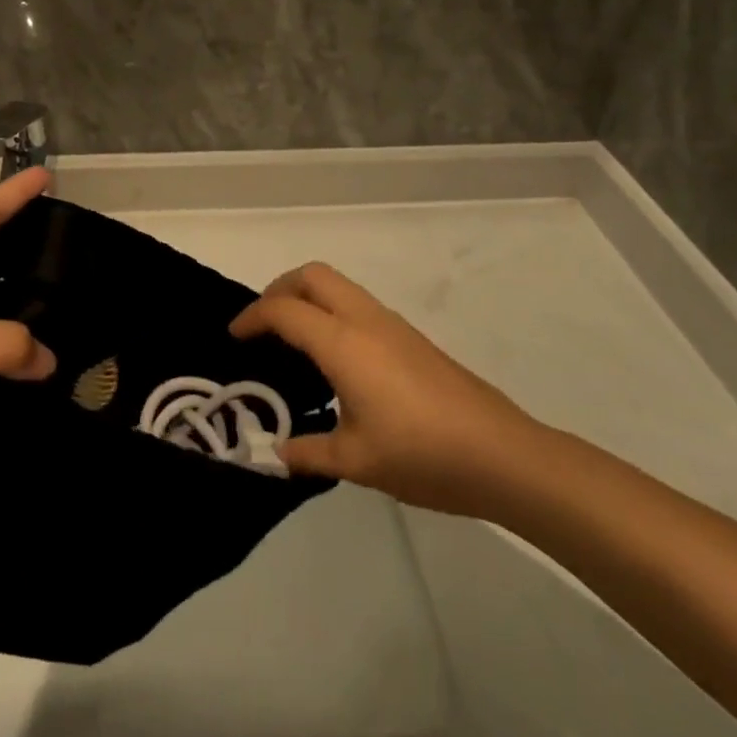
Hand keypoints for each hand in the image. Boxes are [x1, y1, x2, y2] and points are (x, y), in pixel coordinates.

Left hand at [0, 169, 54, 508]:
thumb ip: (0, 342)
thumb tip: (49, 360)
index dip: (13, 196)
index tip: (49, 176)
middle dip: (32, 253)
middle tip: (82, 246)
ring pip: (2, 316)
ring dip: (35, 313)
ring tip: (84, 301)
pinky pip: (0, 362)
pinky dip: (27, 361)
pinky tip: (63, 356)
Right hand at [231, 262, 551, 518]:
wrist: (503, 455)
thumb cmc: (422, 454)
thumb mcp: (355, 461)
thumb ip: (308, 452)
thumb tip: (277, 453)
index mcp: (343, 343)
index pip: (284, 311)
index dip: (252, 318)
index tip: (234, 338)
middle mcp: (366, 320)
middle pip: (313, 275)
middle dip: (279, 289)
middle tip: (262, 325)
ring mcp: (393, 325)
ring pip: (339, 286)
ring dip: (308, 298)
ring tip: (292, 342)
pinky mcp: (412, 338)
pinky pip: (358, 305)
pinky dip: (331, 313)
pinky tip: (334, 360)